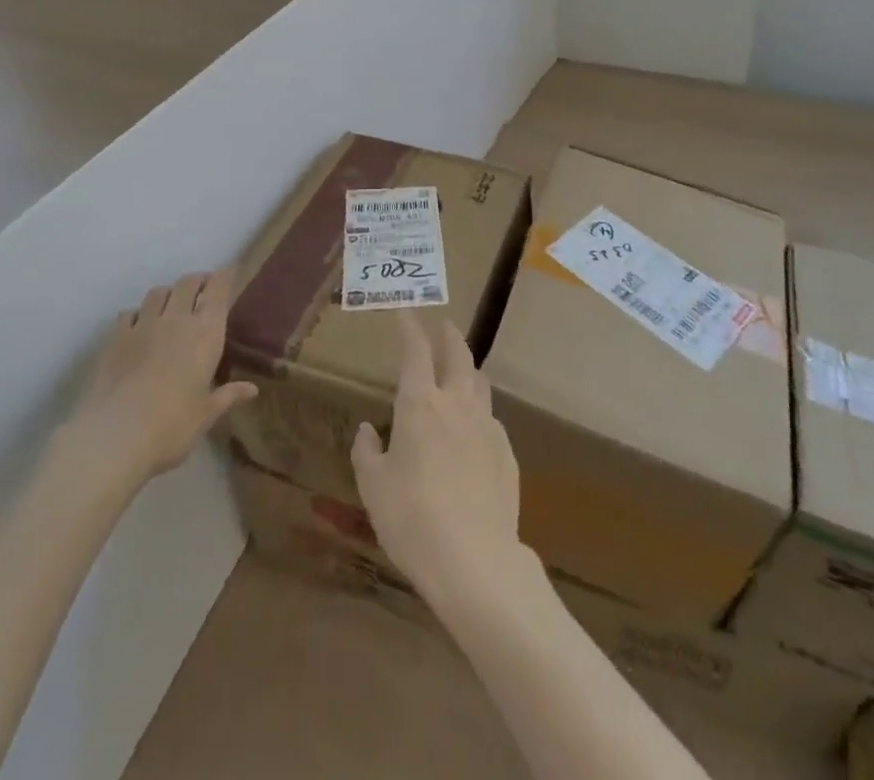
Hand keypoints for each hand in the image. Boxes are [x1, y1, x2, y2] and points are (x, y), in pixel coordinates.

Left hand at [62, 269, 257, 488]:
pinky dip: (138, 314)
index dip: (225, 276)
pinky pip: (129, 313)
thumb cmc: (172, 427)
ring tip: (173, 304)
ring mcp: (143, 325)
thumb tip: (252, 389)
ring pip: (158, 292)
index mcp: (206, 333)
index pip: (218, 289)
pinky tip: (139, 326)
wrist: (114, 437)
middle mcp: (176, 319)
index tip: (231, 272)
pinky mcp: (115, 338)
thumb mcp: (206, 415)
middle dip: (199, 280)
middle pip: (188, 282)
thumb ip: (228, 396)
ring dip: (169, 293)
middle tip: (204, 289)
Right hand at [352, 318, 524, 610]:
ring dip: (469, 369)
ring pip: (480, 384)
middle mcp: (456, 404)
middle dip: (449, 336)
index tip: (406, 314)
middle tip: (443, 326)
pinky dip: (480, 413)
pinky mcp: (507, 453)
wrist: (474, 559)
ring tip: (462, 369)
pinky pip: (491, 420)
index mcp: (420, 404)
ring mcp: (486, 427)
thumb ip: (367, 452)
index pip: (416, 352)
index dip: (410, 329)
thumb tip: (367, 430)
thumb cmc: (411, 518)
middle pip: (458, 355)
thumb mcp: (373, 487)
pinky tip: (475, 429)